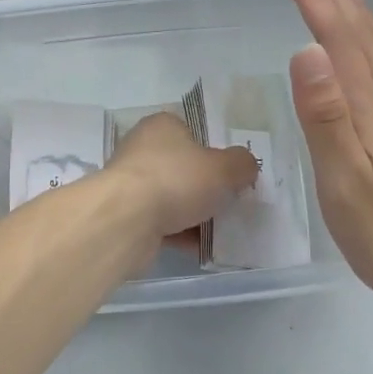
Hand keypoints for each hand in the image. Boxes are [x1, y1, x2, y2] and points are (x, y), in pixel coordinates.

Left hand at [106, 112, 259, 238]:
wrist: (127, 220)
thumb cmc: (176, 180)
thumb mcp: (224, 168)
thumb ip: (241, 164)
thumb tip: (246, 166)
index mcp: (162, 126)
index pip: (191, 131)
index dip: (213, 150)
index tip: (231, 171)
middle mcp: (142, 149)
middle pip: (183, 166)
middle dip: (205, 185)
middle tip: (231, 201)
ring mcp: (131, 183)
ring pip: (172, 197)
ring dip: (194, 213)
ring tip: (222, 229)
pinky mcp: (127, 215)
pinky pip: (161, 223)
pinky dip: (180, 234)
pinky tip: (201, 248)